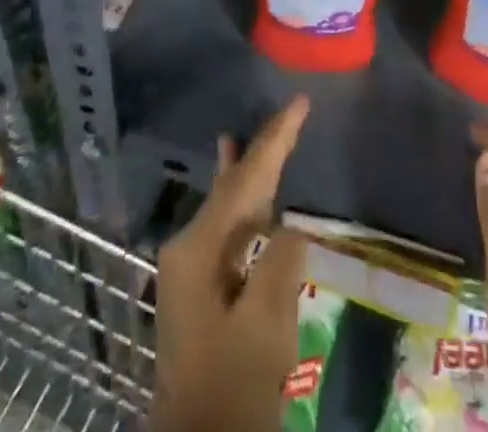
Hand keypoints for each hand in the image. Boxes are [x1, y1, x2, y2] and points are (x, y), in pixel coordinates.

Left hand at [151, 96, 310, 431]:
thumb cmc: (231, 385)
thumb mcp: (265, 326)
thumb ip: (280, 263)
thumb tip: (290, 228)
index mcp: (199, 247)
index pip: (246, 179)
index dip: (276, 138)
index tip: (299, 103)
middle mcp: (188, 247)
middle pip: (234, 186)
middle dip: (262, 150)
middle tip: (289, 113)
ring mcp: (190, 269)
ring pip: (227, 206)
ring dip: (248, 174)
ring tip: (252, 138)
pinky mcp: (199, 291)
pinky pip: (226, 230)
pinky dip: (241, 205)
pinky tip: (239, 194)